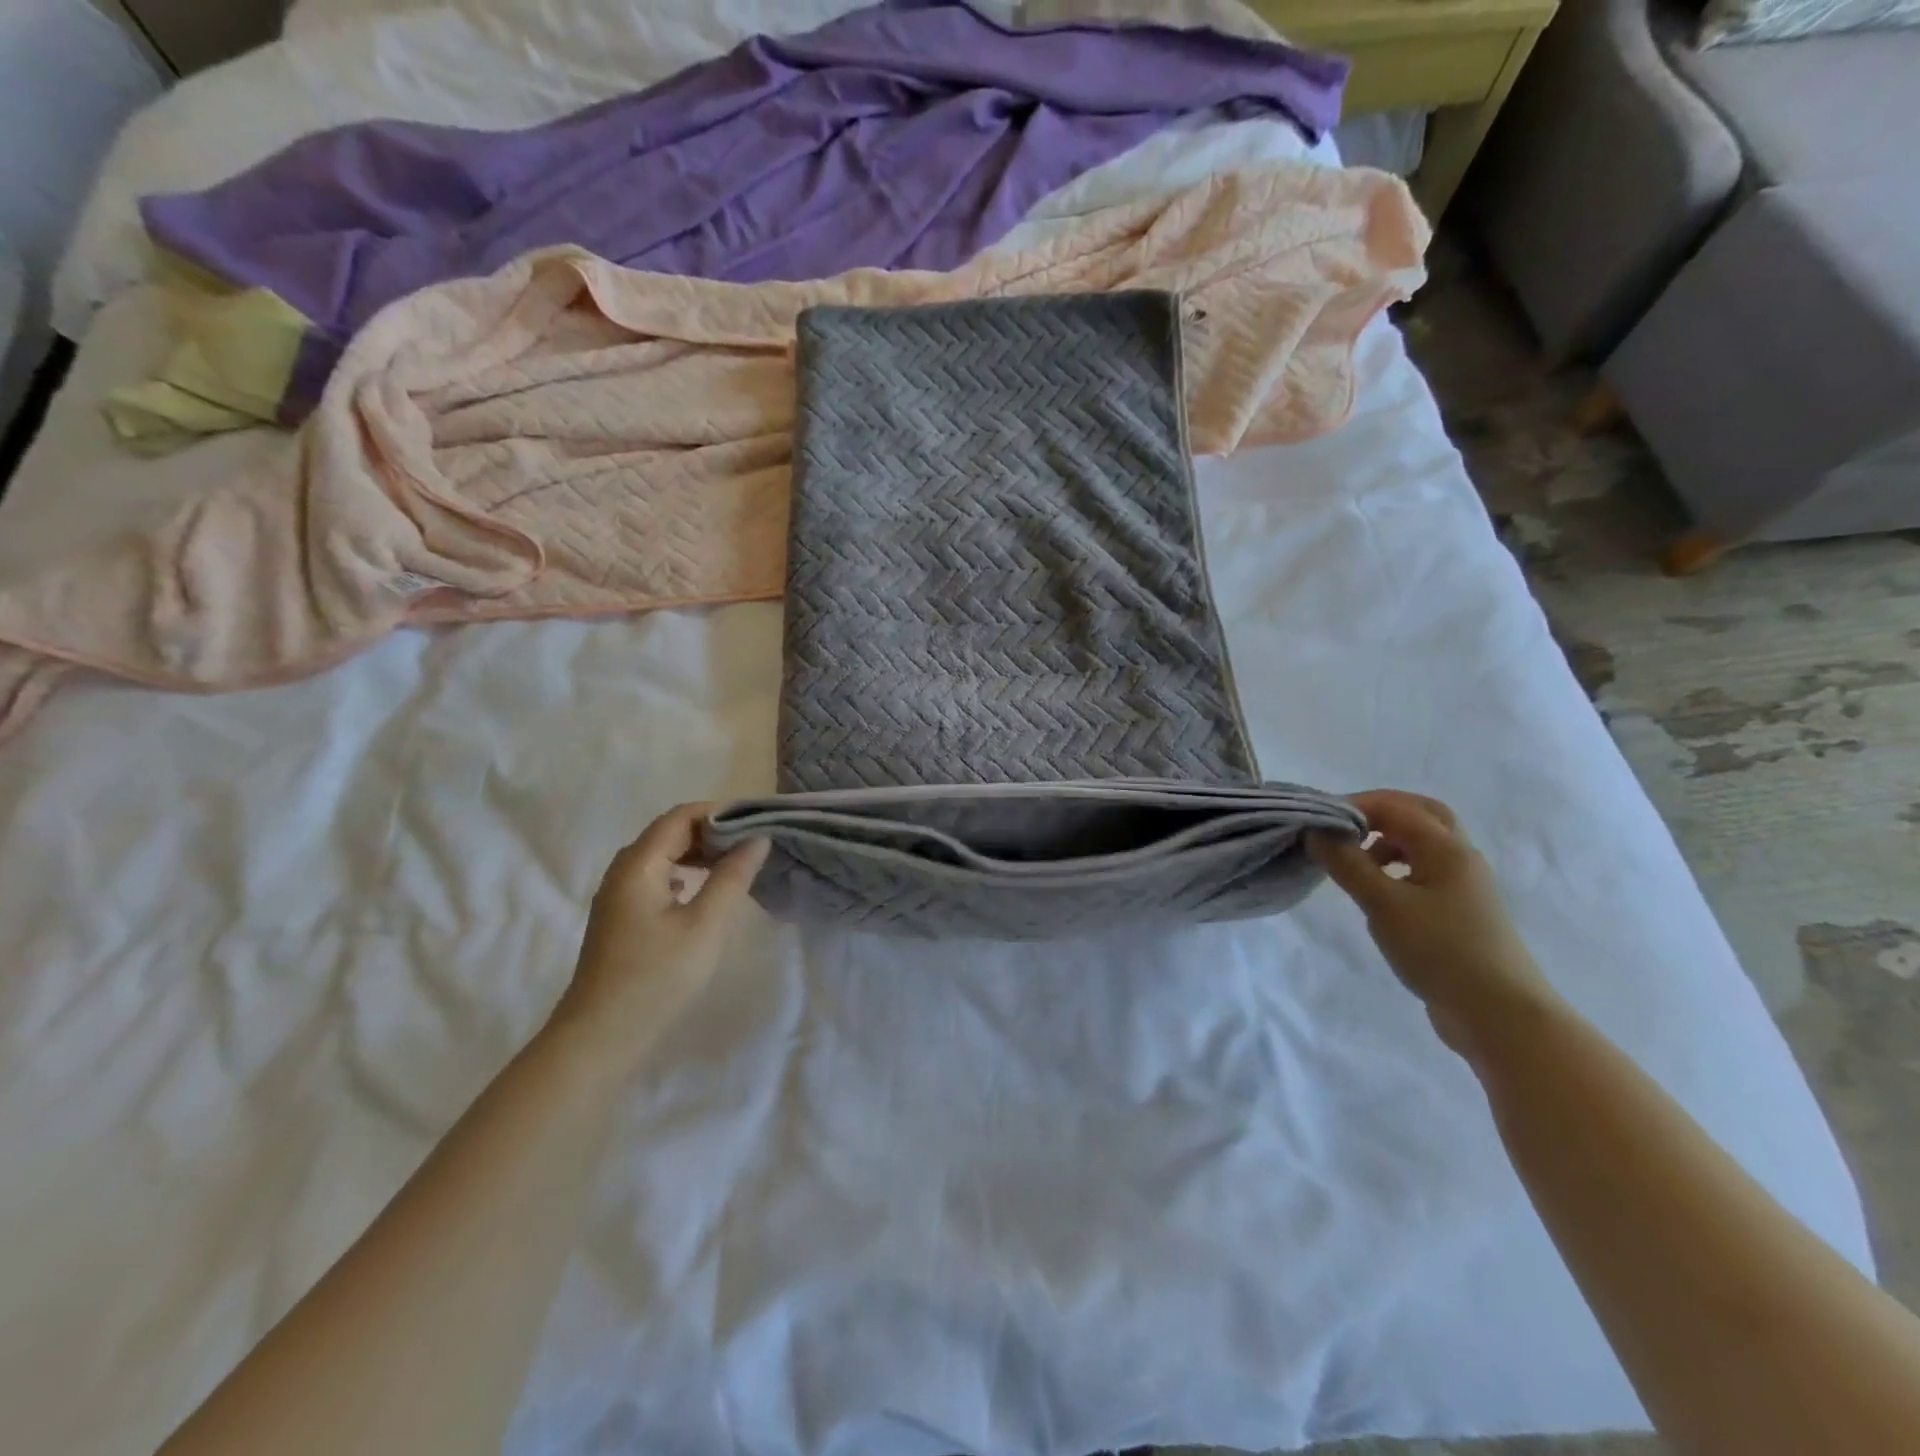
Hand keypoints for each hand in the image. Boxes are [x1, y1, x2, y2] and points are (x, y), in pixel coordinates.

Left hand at [547, 803, 768, 1074]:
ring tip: (736, 865)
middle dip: (712, 832)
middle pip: (669, 833)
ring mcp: (618, 895)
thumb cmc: (657, 976)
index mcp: (638, 864)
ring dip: (699, 854)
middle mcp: (623, 871)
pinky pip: (656, 878)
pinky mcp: (621, 917)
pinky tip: (704, 892)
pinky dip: (685, 874)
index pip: (680, 816)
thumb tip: (757, 838)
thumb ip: (733, 877)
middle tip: (753, 844)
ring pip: (663, 856)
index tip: (757, 822)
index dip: (719, 813)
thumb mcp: (706, 925)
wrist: (601, 1036)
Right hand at [1309, 789, 1558, 1056]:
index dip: (1355, 805)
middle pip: (1421, 815)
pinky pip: (1426, 873)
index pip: (1396, 806)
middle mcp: (1461, 859)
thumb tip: (1316, 831)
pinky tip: (1379, 894)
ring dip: (1388, 842)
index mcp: (1447, 849)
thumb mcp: (1383, 904)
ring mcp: (1465, 887)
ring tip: (1355, 863)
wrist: (1500, 1015)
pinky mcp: (1461, 914)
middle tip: (1343, 827)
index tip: (1318, 821)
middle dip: (1379, 813)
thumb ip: (1347, 864)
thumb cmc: (1440, 950)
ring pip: (1425, 845)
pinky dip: (1398, 869)